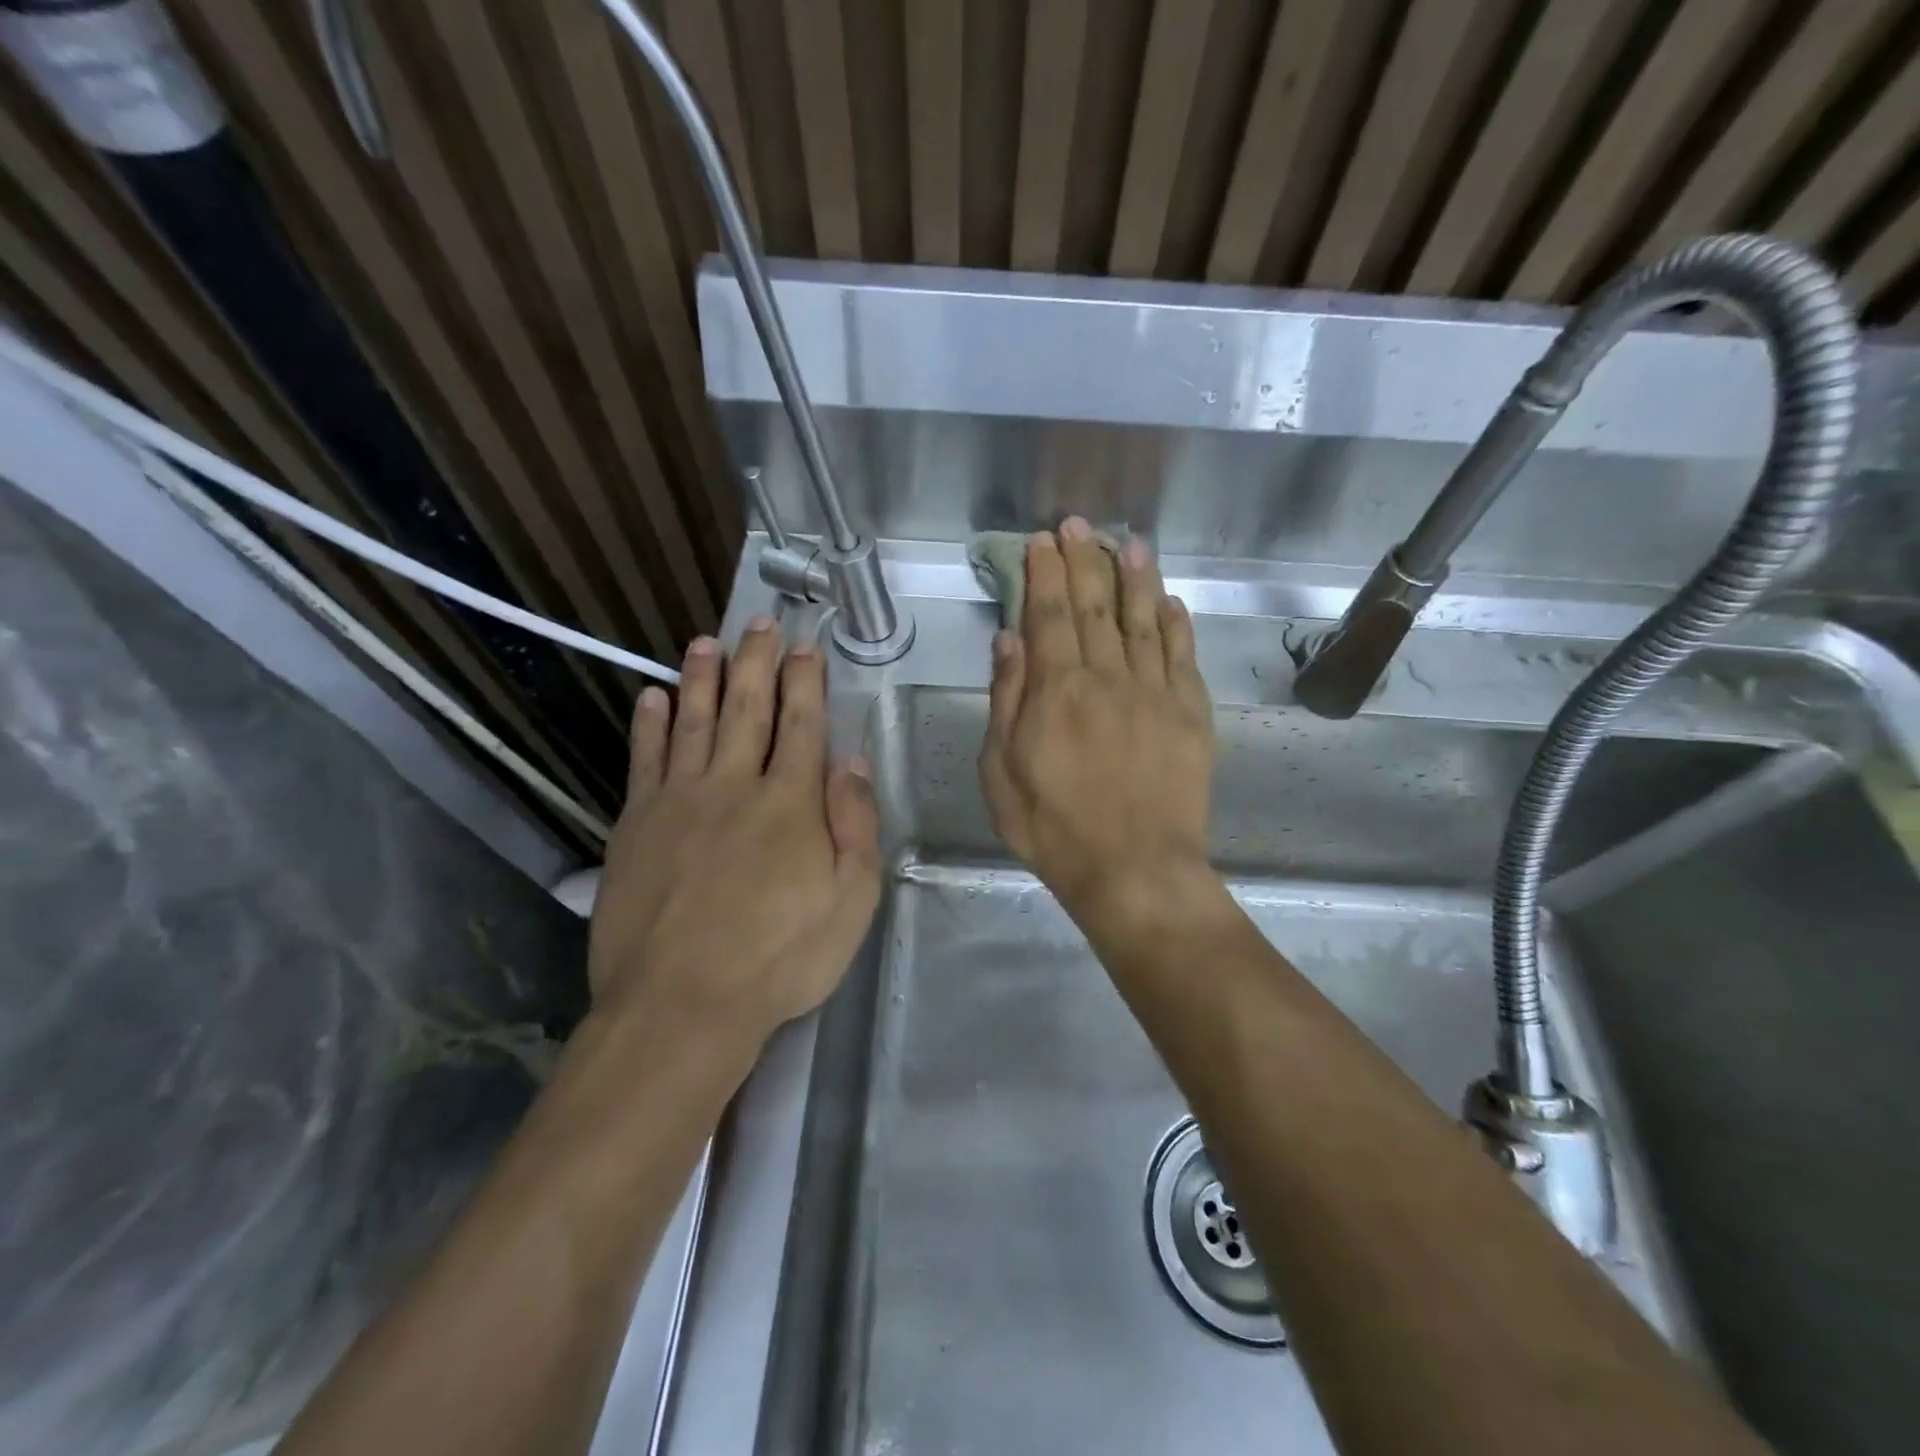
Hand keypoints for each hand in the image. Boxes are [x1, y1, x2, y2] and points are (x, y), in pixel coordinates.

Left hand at [589, 618, 880, 1062]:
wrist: (682, 1004)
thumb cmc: (780, 958)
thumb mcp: (851, 900)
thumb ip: (855, 824)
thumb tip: (851, 760)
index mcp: (791, 802)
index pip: (802, 723)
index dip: (805, 681)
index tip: (805, 647)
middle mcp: (734, 785)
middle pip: (747, 708)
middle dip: (757, 661)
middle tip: (760, 623)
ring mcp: (679, 800)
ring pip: (693, 720)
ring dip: (702, 677)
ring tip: (706, 642)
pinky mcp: (636, 824)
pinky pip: (644, 760)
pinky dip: (649, 724)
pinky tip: (652, 697)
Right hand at [979, 519, 1213, 927]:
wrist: (1134, 870)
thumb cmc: (1054, 828)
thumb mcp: (1001, 774)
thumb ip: (1006, 702)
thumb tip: (1008, 642)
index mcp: (1057, 691)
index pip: (1047, 616)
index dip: (1043, 574)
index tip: (1041, 541)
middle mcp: (1108, 678)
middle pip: (1094, 607)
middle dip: (1083, 561)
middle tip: (1078, 525)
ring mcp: (1156, 693)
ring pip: (1144, 620)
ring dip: (1135, 578)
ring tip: (1128, 543)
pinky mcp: (1191, 715)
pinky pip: (1184, 657)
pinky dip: (1177, 624)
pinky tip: (1170, 601)